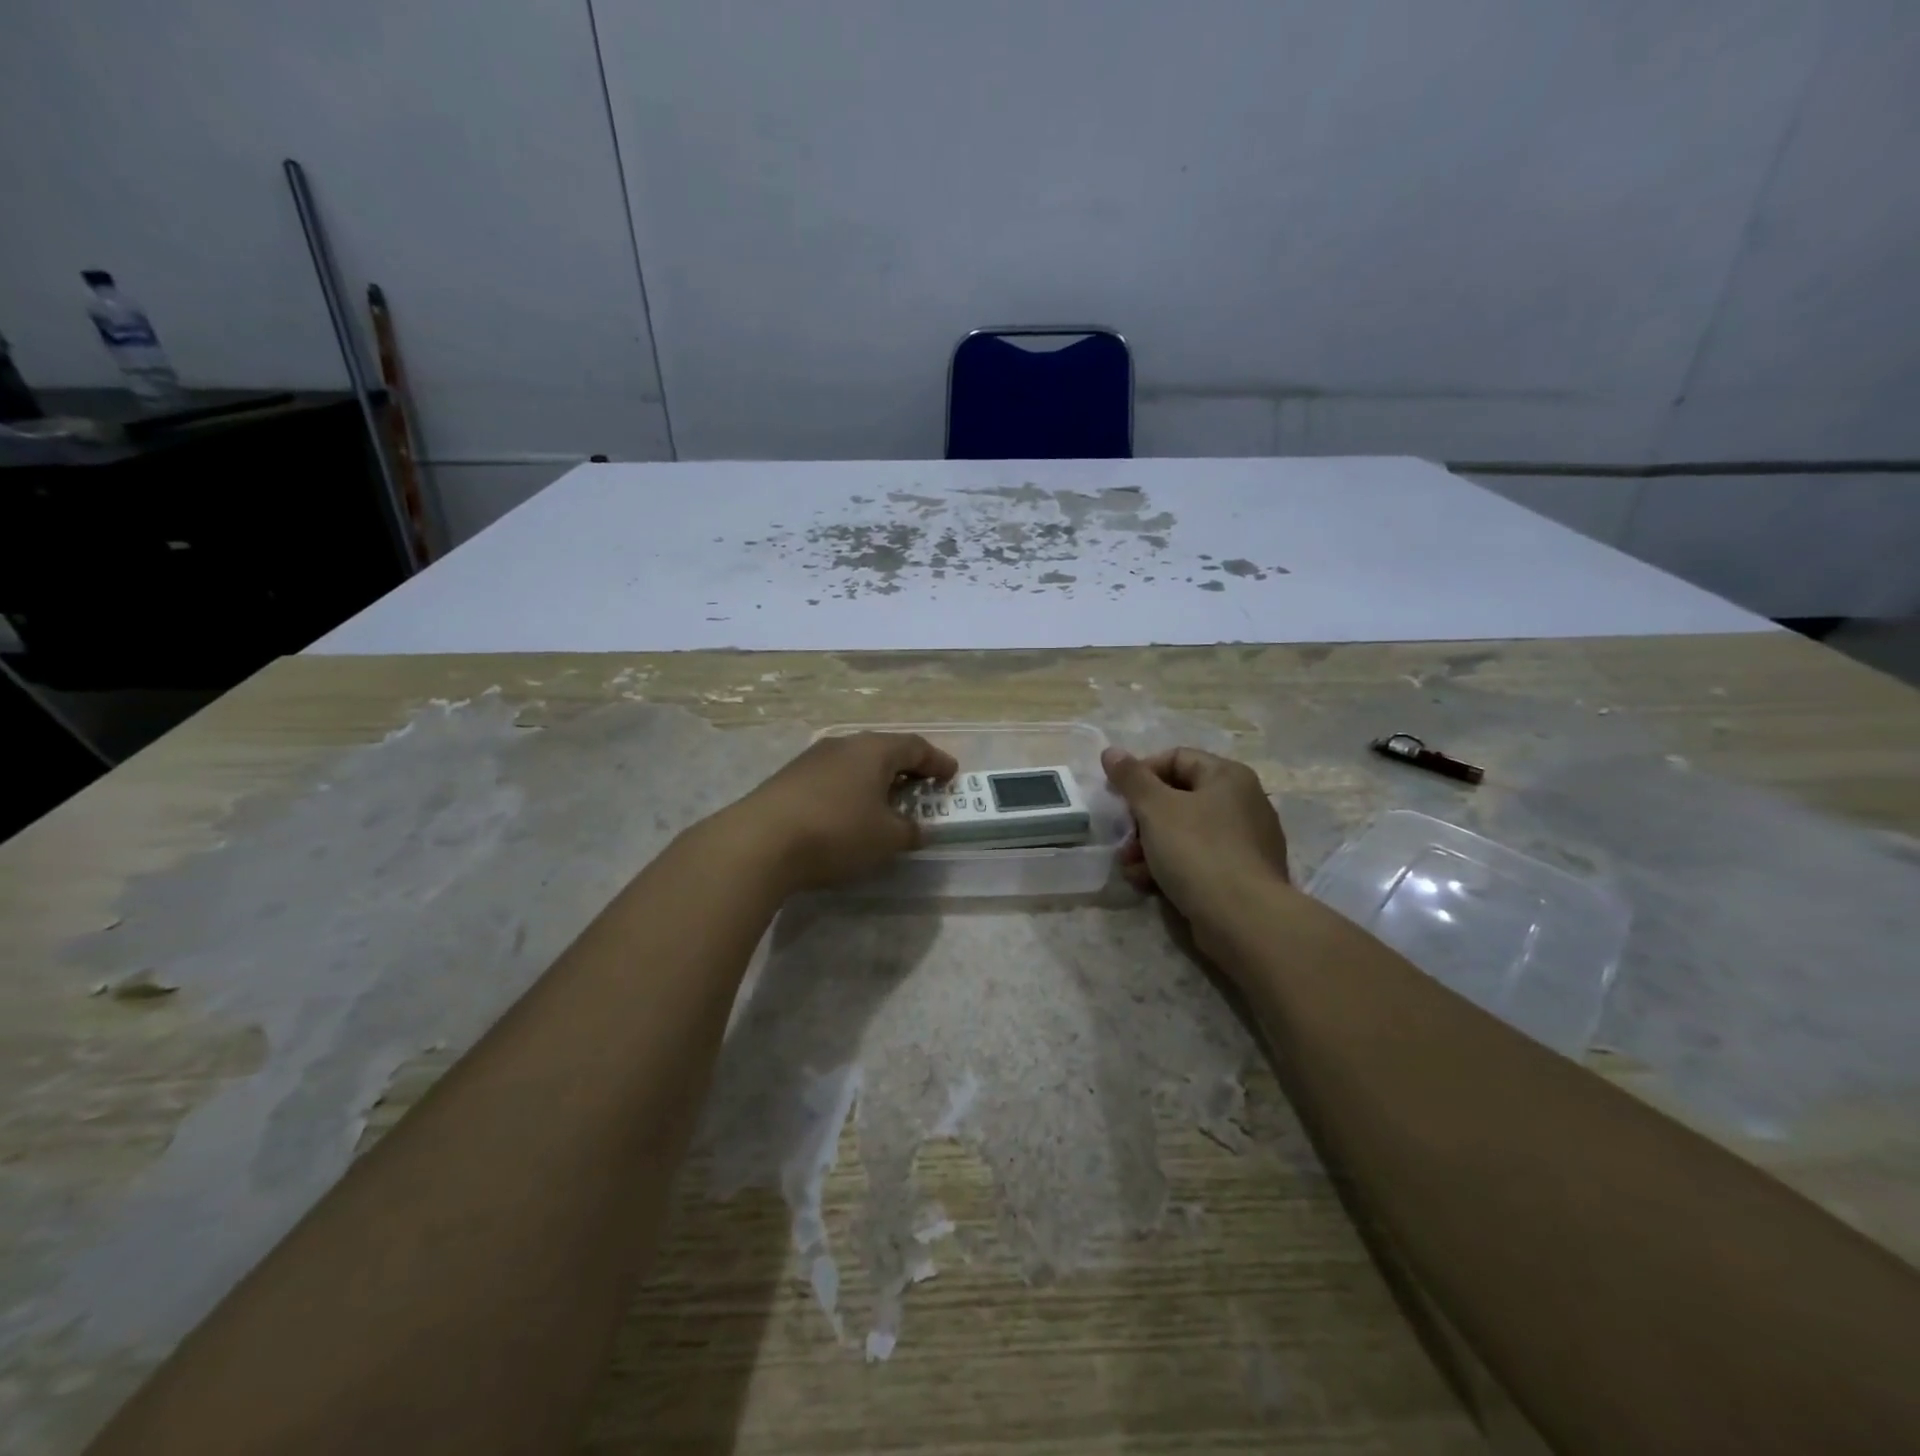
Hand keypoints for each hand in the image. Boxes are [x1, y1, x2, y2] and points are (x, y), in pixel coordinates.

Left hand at [726, 732, 957, 892]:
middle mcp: (844, 745)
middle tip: (922, 787)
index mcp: (874, 750)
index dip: (937, 761)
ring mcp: (812, 759)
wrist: (760, 842)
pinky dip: (850, 790)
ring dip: (875, 780)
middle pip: (884, 750)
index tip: (951, 775)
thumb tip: (915, 828)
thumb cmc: (837, 832)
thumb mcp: (887, 839)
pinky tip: (848, 813)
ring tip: (886, 803)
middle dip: (906, 769)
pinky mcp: (789, 778)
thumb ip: (909, 831)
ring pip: (855, 763)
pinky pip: (833, 778)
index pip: (915, 747)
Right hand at [1102, 746, 1290, 955]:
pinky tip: (1148, 884)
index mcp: (1228, 777)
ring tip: (1130, 867)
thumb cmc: (1198, 850)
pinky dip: (1171, 866)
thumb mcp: (1156, 808)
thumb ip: (1131, 778)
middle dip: (1142, 819)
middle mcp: (1243, 802)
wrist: (1244, 919)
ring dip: (1150, 846)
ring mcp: (1246, 841)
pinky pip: (1199, 860)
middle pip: (1179, 798)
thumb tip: (1110, 751)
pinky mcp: (1242, 875)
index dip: (1141, 773)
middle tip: (1123, 838)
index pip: (1176, 758)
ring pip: (1185, 832)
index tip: (1117, 796)